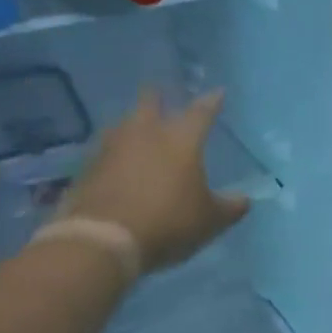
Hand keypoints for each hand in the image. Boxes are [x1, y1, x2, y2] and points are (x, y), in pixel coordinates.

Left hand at [64, 89, 250, 271]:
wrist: (103, 241)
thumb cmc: (168, 223)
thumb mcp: (211, 220)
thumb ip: (230, 206)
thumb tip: (244, 199)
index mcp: (181, 140)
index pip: (202, 112)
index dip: (212, 101)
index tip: (219, 91)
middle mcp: (145, 133)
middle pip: (150, 102)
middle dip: (157, 96)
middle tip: (161, 94)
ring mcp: (112, 148)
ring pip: (123, 123)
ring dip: (132, 123)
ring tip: (138, 127)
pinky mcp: (87, 167)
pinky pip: (105, 150)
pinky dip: (115, 151)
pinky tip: (118, 160)